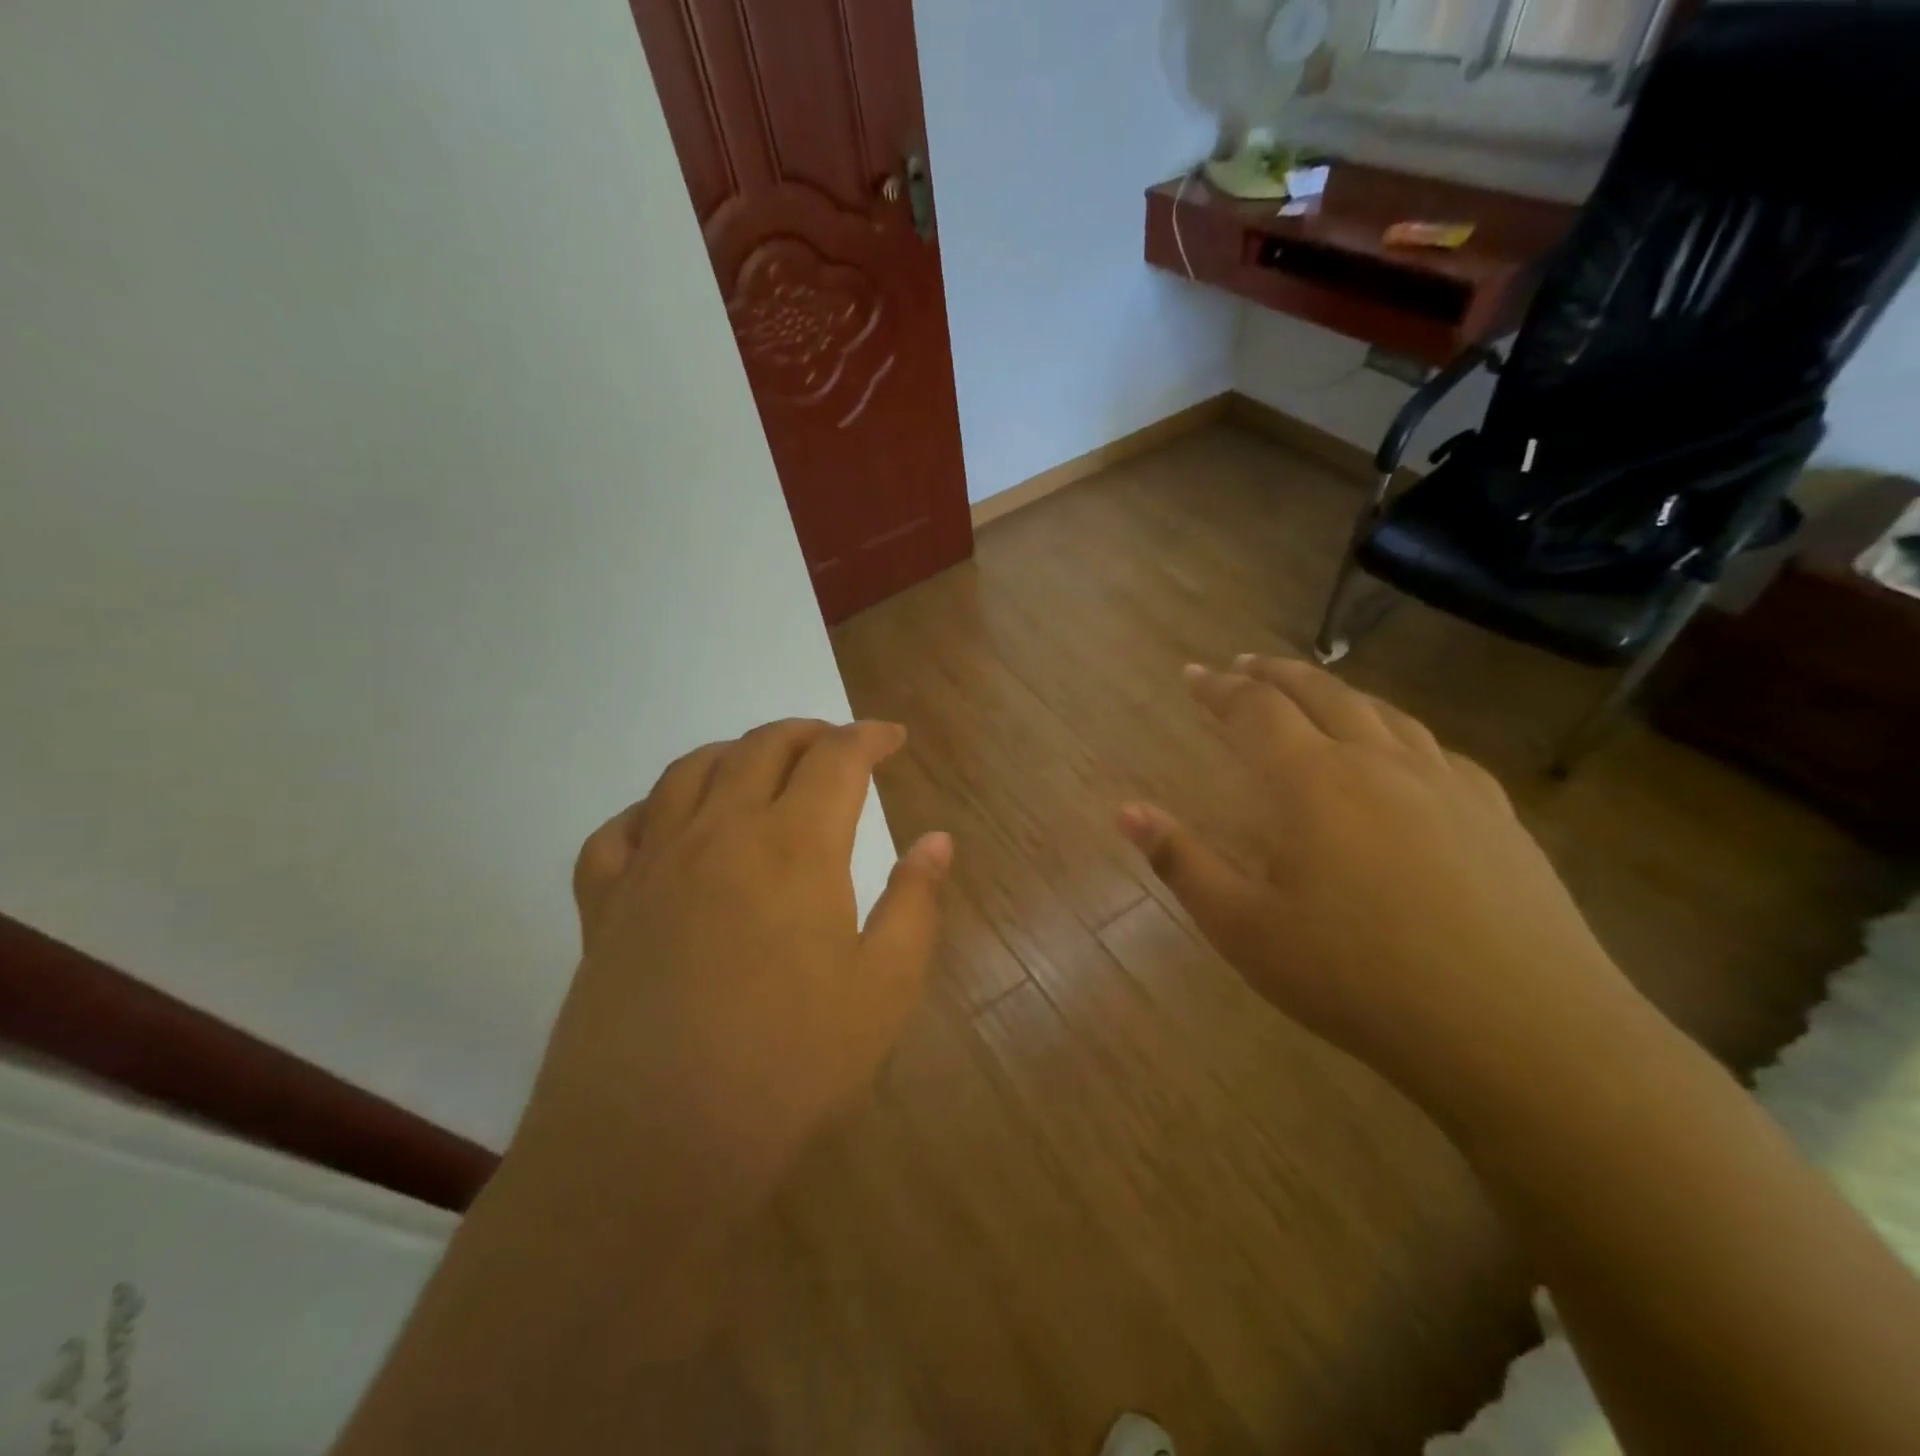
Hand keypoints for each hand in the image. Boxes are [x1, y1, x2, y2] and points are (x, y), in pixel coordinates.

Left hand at [510, 718, 950, 1244]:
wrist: (654, 1148)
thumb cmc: (789, 1067)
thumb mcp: (884, 990)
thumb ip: (914, 902)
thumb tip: (937, 840)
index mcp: (794, 846)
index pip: (838, 758)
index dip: (870, 736)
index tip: (893, 739)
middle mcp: (720, 833)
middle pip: (762, 747)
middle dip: (808, 733)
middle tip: (837, 746)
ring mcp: (652, 865)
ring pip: (689, 771)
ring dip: (735, 752)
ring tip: (761, 766)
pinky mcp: (603, 906)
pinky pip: (619, 831)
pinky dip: (651, 809)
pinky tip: (668, 825)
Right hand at [1118, 656, 1636, 1112]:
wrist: (1517, 1030)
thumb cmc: (1357, 978)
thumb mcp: (1245, 929)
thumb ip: (1181, 862)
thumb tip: (1125, 812)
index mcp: (1313, 782)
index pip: (1255, 710)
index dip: (1218, 688)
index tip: (1193, 674)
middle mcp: (1378, 762)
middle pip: (1320, 691)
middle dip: (1273, 673)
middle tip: (1243, 665)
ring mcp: (1445, 782)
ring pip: (1381, 712)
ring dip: (1336, 692)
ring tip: (1312, 694)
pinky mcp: (1495, 813)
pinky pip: (1434, 749)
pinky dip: (1396, 732)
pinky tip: (1398, 755)